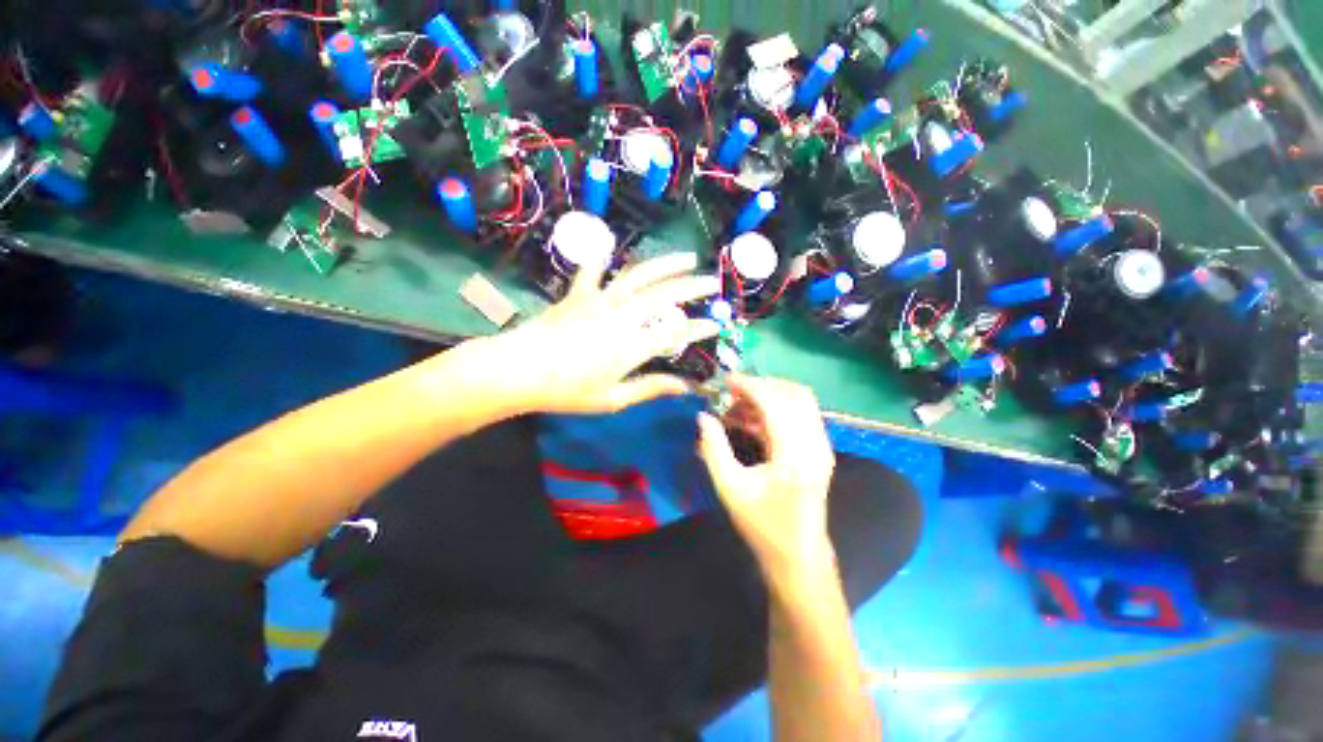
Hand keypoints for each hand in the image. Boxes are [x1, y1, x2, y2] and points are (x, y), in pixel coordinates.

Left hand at [474, 252, 720, 415]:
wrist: (517, 370)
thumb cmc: (567, 392)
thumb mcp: (613, 399)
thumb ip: (650, 388)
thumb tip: (684, 387)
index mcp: (631, 345)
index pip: (675, 332)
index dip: (699, 328)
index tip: (716, 324)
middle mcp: (621, 317)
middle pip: (664, 295)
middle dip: (692, 287)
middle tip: (712, 281)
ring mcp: (599, 301)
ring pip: (638, 276)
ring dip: (665, 265)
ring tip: (686, 257)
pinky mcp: (578, 295)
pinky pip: (593, 272)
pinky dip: (601, 259)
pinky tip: (609, 248)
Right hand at [697, 375, 837, 584]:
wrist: (797, 556)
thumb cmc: (763, 526)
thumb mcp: (730, 488)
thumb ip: (714, 449)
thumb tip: (702, 416)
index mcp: (795, 454)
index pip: (775, 402)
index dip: (749, 385)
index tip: (725, 380)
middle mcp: (815, 444)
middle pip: (796, 393)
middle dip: (763, 385)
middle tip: (733, 391)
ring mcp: (820, 446)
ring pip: (799, 402)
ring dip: (769, 396)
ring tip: (736, 406)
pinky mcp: (817, 451)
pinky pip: (798, 416)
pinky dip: (774, 410)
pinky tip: (749, 421)